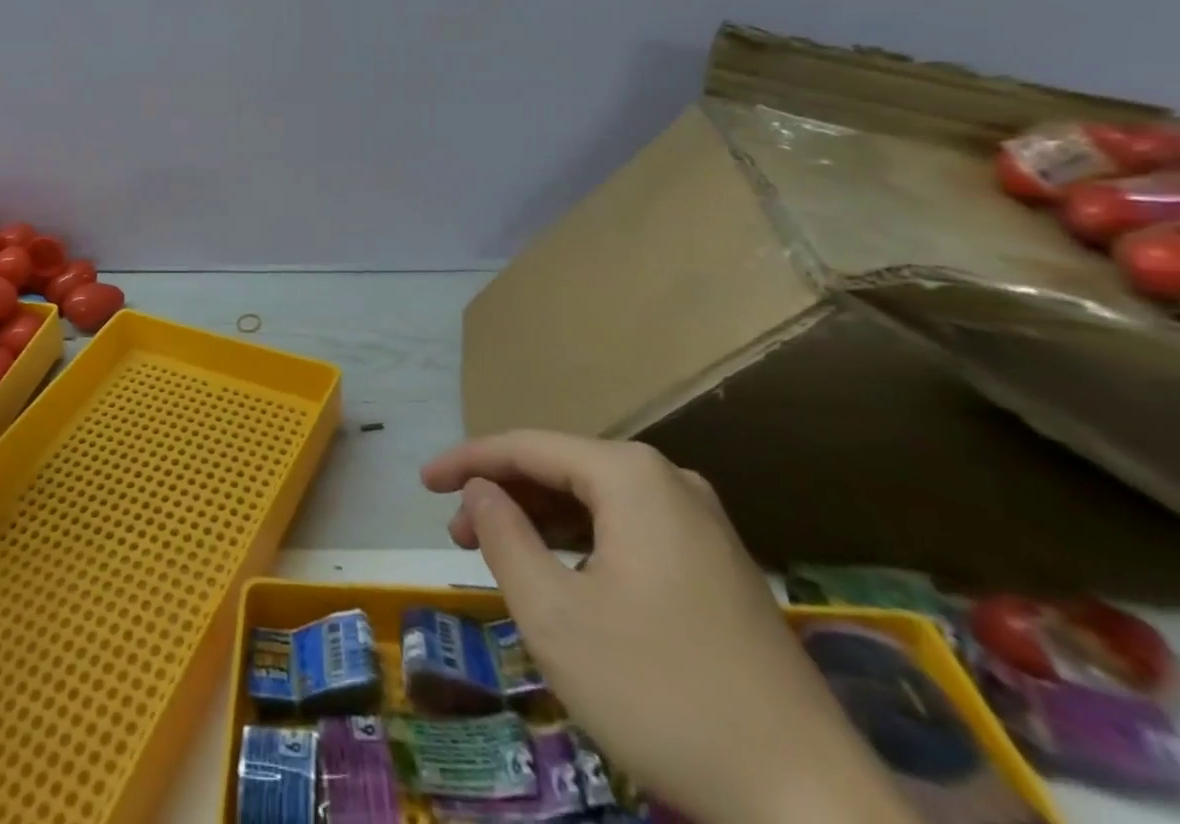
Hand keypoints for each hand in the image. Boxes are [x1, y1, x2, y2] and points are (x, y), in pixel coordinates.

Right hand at [423, 432, 915, 823]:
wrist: (813, 807)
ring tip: (499, 557)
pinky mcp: (719, 568)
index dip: (467, 461)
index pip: (527, 447)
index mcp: (630, 475)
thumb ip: (503, 536)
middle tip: (456, 534)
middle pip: (563, 470)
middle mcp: (668, 481)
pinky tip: (563, 580)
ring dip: (541, 523)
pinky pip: (630, 532)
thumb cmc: (662, 694)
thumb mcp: (554, 615)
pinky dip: (582, 546)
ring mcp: (702, 525)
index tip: (422, 483)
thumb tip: (480, 490)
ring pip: (597, 504)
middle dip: (504, 495)